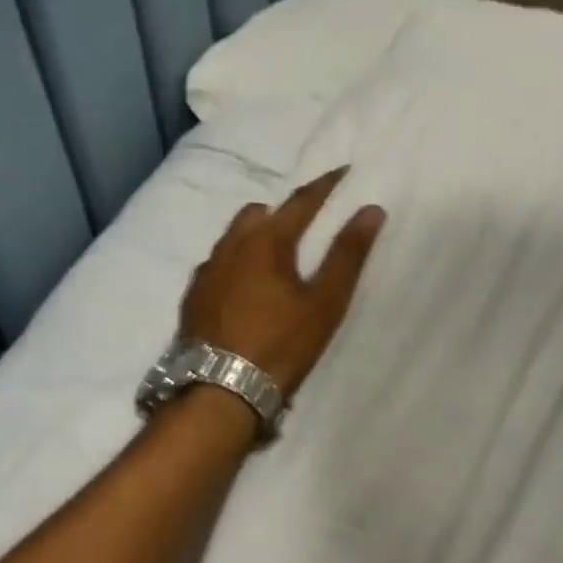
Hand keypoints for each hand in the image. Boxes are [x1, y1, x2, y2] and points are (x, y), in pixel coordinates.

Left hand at [180, 168, 386, 397]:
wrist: (219, 390)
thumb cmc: (280, 345)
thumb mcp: (324, 303)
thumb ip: (347, 255)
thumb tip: (370, 210)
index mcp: (265, 241)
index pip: (301, 201)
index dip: (325, 185)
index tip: (343, 171)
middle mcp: (229, 246)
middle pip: (258, 213)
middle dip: (282, 212)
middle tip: (304, 228)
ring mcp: (206, 271)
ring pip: (232, 238)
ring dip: (254, 237)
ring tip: (273, 259)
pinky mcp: (192, 296)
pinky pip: (216, 264)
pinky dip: (234, 263)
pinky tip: (242, 288)